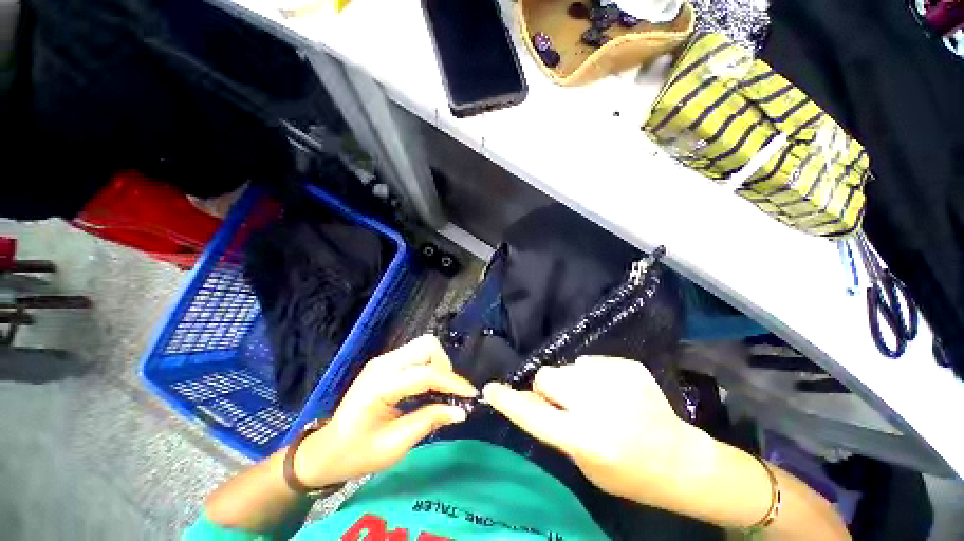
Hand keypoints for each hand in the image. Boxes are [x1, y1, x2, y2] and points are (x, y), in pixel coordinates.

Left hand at [293, 335, 476, 487]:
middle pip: (427, 345)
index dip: (452, 383)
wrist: (326, 449)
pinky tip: (429, 387)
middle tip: (448, 393)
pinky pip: (417, 353)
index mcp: (380, 385)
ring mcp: (384, 360)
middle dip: (444, 366)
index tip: (471, 396)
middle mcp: (383, 363)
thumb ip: (429, 421)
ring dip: (438, 364)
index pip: (426, 373)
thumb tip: (461, 411)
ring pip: (424, 345)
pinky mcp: (386, 362)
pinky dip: (429, 365)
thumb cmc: (357, 453)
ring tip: (440, 390)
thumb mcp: (395, 446)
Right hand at [483, 356, 707, 503]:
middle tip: (564, 402)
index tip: (491, 389)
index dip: (509, 401)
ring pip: (568, 367)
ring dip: (572, 382)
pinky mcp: (627, 365)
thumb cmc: (626, 472)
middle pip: (548, 375)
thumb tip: (528, 398)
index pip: (534, 415)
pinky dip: (593, 376)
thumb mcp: (583, 462)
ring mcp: (615, 379)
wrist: (679, 459)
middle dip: (548, 387)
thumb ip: (553, 428)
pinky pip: (590, 362)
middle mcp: (598, 404)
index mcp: (586, 438)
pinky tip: (614, 393)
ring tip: (596, 399)